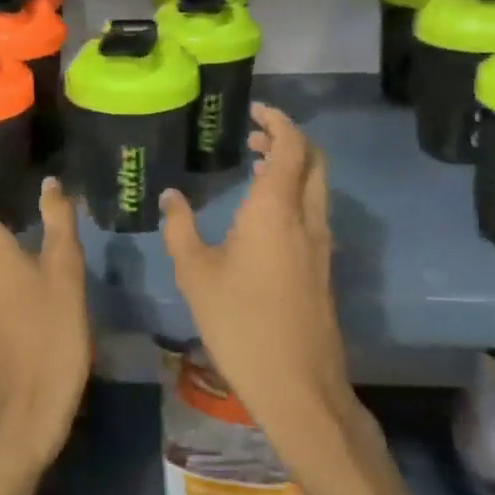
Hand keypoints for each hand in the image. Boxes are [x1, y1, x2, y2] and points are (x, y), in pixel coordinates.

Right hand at [159, 104, 355, 443]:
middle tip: (254, 135)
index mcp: (275, 210)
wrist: (297, 383)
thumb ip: (180, 228)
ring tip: (256, 167)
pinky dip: (294, 194)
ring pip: (316, 187)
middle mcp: (306, 218)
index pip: (292, 146)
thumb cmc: (240, 322)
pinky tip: (264, 215)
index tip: (255, 111)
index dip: (278, 121)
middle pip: (313, 161)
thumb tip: (171, 197)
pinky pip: (313, 212)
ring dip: (292, 167)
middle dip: (288, 139)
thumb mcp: (195, 273)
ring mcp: (320, 245)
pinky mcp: (322, 268)